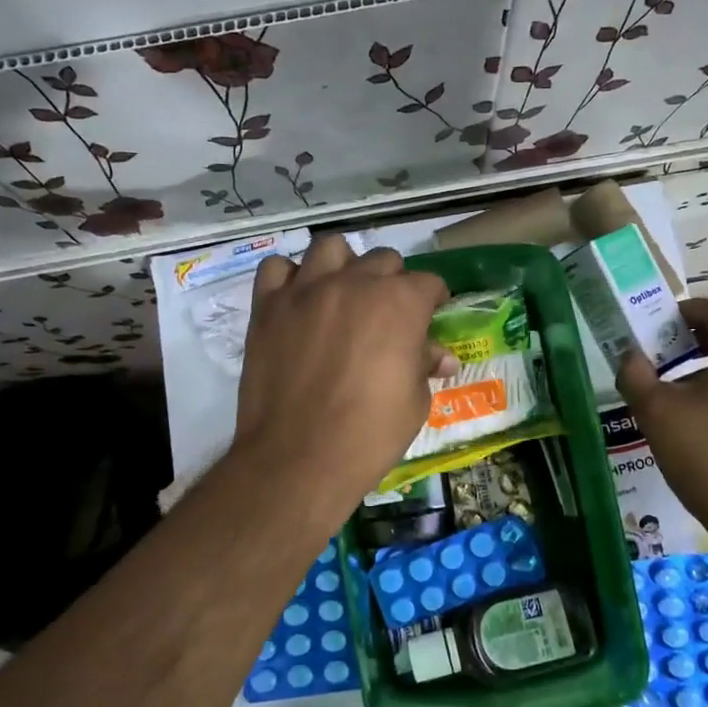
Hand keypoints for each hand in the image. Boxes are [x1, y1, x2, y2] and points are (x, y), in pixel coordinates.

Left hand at [232, 235, 453, 509]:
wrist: (298, 458)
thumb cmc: (369, 435)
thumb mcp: (414, 402)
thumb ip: (423, 365)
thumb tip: (439, 356)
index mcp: (400, 303)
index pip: (428, 282)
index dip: (433, 300)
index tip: (431, 316)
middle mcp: (354, 283)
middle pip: (382, 259)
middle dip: (392, 281)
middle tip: (387, 313)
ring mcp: (306, 290)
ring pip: (329, 248)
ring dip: (343, 265)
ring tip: (342, 293)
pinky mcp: (268, 306)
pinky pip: (276, 269)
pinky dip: (290, 278)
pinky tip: (298, 301)